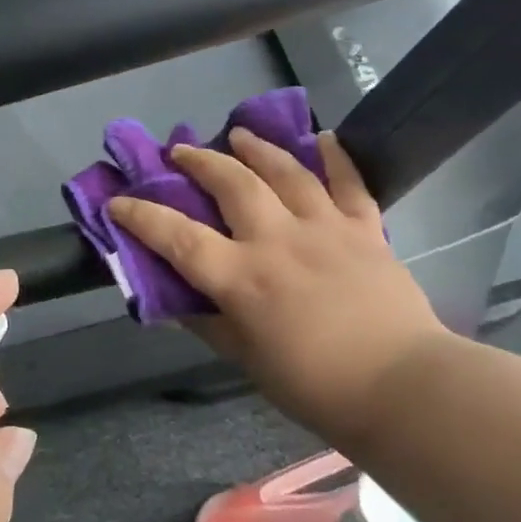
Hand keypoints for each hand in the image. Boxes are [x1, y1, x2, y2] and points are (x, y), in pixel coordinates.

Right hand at [109, 129, 446, 441]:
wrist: (402, 387)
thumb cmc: (315, 385)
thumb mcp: (247, 360)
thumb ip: (210, 325)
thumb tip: (180, 301)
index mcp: (241, 278)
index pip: (177, 237)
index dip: (141, 216)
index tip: (118, 201)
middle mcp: (277, 241)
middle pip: (231, 185)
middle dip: (199, 162)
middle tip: (180, 151)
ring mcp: (325, 228)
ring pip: (286, 172)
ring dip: (257, 148)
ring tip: (239, 134)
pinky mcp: (366, 230)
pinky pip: (350, 184)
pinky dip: (337, 157)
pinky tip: (324, 137)